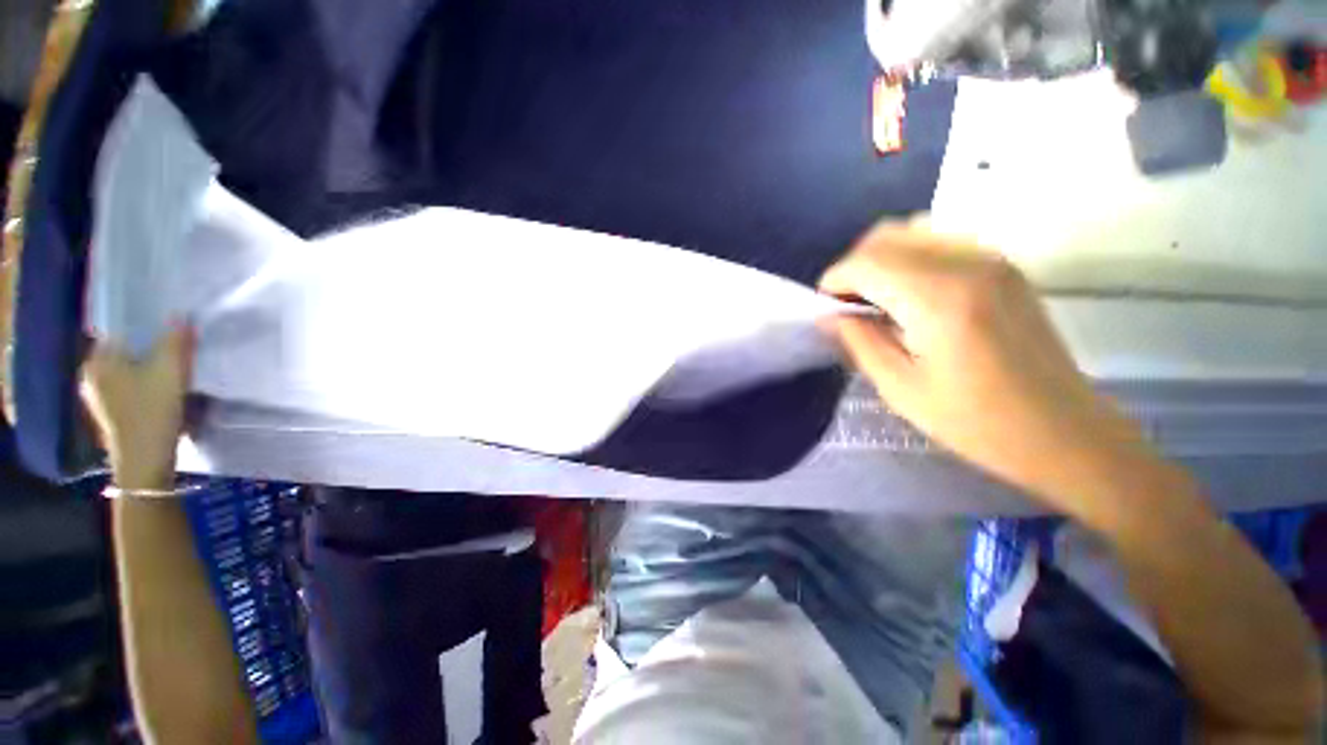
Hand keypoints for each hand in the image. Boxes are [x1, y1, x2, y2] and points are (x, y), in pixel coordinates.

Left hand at [82, 327, 192, 489]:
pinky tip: (164, 391)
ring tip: (175, 368)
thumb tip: (182, 315)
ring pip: (128, 372)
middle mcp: (92, 375)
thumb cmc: (152, 412)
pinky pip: (130, 389)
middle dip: (149, 348)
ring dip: (150, 368)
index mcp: (98, 360)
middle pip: (125, 352)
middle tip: (178, 346)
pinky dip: (146, 385)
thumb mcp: (170, 371)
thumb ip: (176, 341)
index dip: (145, 326)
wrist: (144, 462)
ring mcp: (100, 398)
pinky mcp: (113, 414)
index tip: (169, 326)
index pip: (120, 331)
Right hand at [820, 222, 1154, 510]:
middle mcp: (967, 263)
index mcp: (938, 299)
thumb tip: (830, 316)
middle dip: (854, 267)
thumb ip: (859, 342)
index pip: (867, 263)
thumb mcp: (900, 389)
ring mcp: (991, 259)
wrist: (1063, 430)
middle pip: (887, 236)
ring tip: (875, 301)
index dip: (834, 280)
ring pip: (913, 232)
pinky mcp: (1003, 266)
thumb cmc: (976, 421)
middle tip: (847, 306)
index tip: (825, 308)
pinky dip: (909, 260)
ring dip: (881, 260)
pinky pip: (939, 242)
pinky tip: (910, 298)